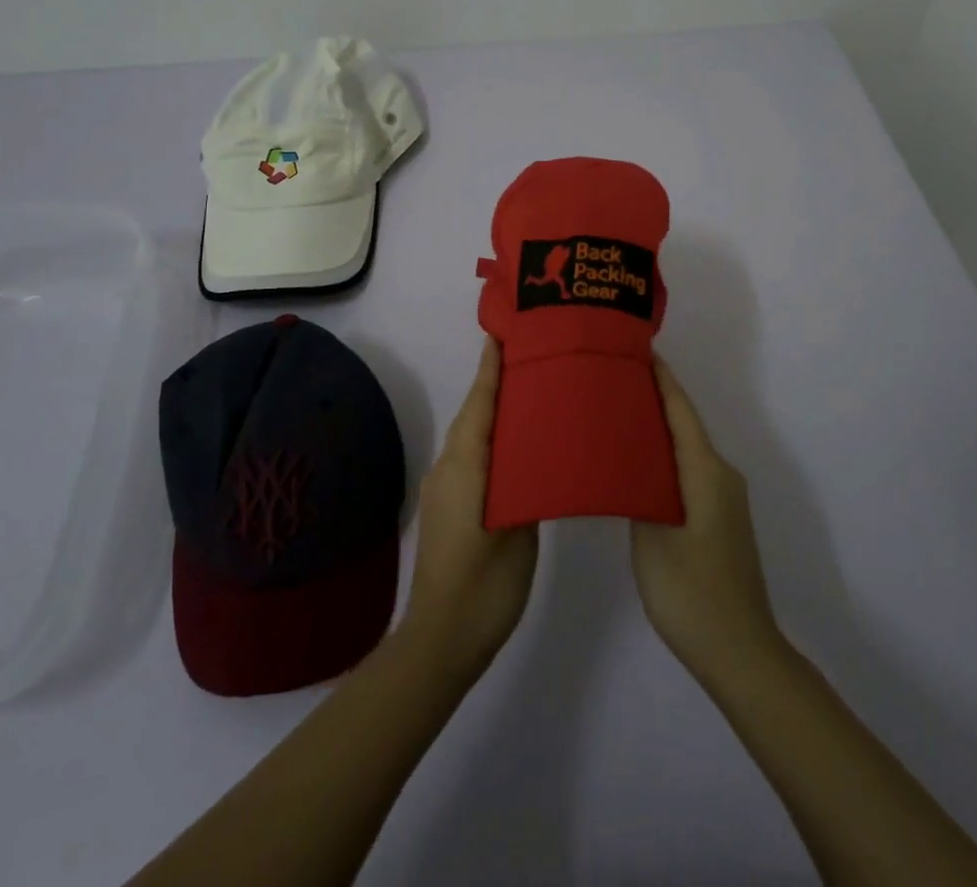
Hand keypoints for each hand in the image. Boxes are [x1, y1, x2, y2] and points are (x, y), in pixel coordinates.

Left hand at [402, 338, 538, 676]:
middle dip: (494, 384)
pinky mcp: (445, 507)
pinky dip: (487, 440)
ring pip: (469, 437)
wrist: (439, 642)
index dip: (490, 370)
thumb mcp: (518, 536)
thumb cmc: (484, 588)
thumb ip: (526, 489)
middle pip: (473, 415)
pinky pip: (468, 458)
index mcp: (465, 468)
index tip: (501, 335)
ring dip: (491, 412)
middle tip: (529, 358)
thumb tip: (537, 454)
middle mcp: (447, 469)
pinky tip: (513, 448)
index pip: (480, 406)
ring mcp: (442, 489)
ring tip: (527, 395)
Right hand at [630, 357, 782, 686]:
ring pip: (686, 450)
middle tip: (612, 380)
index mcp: (706, 470)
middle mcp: (721, 475)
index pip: (680, 410)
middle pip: (684, 425)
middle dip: (652, 399)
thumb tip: (629, 458)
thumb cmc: (691, 592)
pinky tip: (637, 465)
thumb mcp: (651, 537)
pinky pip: (689, 473)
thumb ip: (638, 489)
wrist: (740, 653)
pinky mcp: (719, 519)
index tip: (637, 348)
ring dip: (656, 431)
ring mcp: (724, 499)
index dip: (661, 378)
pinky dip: (664, 459)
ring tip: (617, 415)